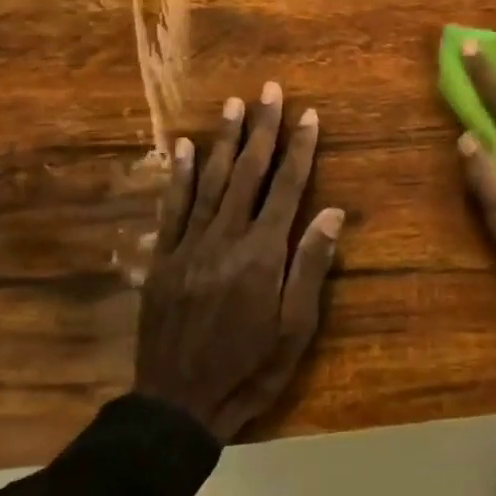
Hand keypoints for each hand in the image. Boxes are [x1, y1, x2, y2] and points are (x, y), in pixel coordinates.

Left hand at [136, 83, 343, 439]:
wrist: (177, 404)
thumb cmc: (249, 368)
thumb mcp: (294, 328)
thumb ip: (310, 267)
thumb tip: (332, 214)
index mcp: (263, 254)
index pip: (287, 189)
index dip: (300, 149)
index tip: (309, 115)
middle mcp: (225, 238)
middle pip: (248, 173)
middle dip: (262, 129)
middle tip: (269, 91)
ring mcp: (189, 246)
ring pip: (209, 181)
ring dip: (222, 140)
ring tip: (233, 105)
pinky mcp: (164, 259)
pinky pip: (172, 207)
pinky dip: (177, 175)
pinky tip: (181, 147)